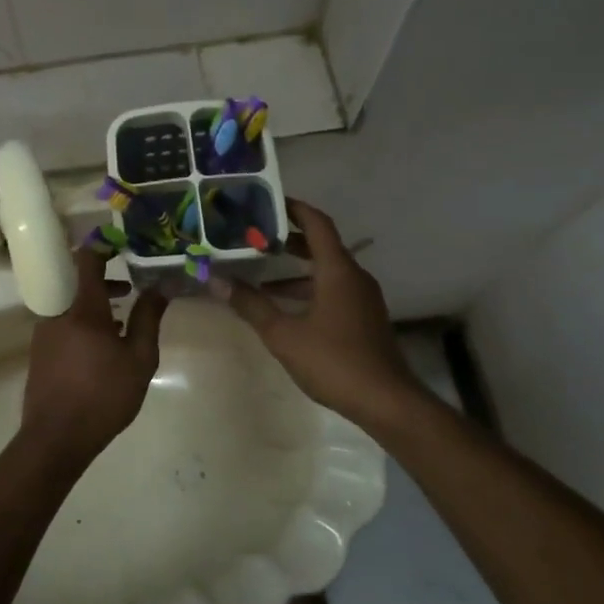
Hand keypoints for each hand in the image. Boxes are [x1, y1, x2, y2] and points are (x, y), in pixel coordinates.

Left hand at [19, 248, 167, 467]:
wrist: (55, 439)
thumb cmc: (103, 396)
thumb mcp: (139, 359)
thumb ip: (148, 318)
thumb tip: (160, 286)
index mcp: (82, 308)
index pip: (87, 258)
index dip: (104, 245)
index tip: (124, 244)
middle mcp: (58, 311)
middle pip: (79, 279)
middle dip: (106, 277)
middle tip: (131, 284)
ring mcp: (45, 331)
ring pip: (71, 302)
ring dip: (95, 301)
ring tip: (122, 315)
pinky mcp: (40, 350)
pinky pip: (63, 321)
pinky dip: (83, 319)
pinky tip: (102, 343)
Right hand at [213, 200, 418, 428]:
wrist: (386, 401)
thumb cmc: (334, 361)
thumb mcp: (284, 334)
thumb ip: (251, 305)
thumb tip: (216, 281)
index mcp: (337, 270)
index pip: (316, 224)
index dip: (294, 208)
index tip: (268, 201)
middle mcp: (353, 276)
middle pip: (321, 245)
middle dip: (289, 239)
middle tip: (256, 235)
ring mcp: (362, 298)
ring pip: (326, 270)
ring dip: (296, 270)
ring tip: (261, 273)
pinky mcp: (363, 317)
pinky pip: (333, 289)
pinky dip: (308, 289)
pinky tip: (284, 307)